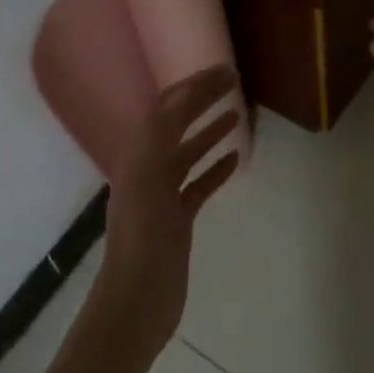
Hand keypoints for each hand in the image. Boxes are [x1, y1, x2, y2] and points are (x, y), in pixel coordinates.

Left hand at [94, 65, 242, 363]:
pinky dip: (215, 169)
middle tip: (233, 82)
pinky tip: (235, 160)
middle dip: (202, 99)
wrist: (137, 302)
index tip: (223, 70)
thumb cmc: (144, 241)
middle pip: (177, 125)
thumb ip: (161, 137)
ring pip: (187, 153)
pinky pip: (197, 185)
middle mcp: (148, 168)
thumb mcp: (148, 180)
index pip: (167, 108)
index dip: (193, 85)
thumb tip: (178, 96)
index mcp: (139, 156)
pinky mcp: (176, 220)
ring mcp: (162, 195)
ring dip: (209, 130)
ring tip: (236, 113)